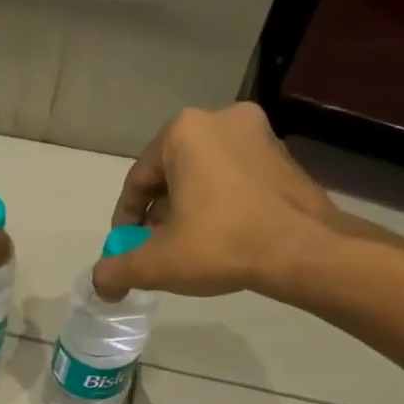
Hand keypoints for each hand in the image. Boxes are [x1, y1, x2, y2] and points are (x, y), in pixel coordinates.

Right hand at [91, 103, 373, 301]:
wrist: (303, 249)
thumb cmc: (221, 244)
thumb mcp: (156, 263)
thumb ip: (116, 271)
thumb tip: (100, 284)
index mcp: (183, 131)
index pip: (138, 180)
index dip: (126, 220)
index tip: (125, 249)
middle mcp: (220, 119)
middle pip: (171, 174)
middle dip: (158, 213)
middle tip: (155, 249)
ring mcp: (258, 133)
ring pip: (203, 175)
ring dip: (188, 208)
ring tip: (186, 247)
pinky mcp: (283, 155)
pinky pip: (234, 178)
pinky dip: (219, 204)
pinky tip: (220, 237)